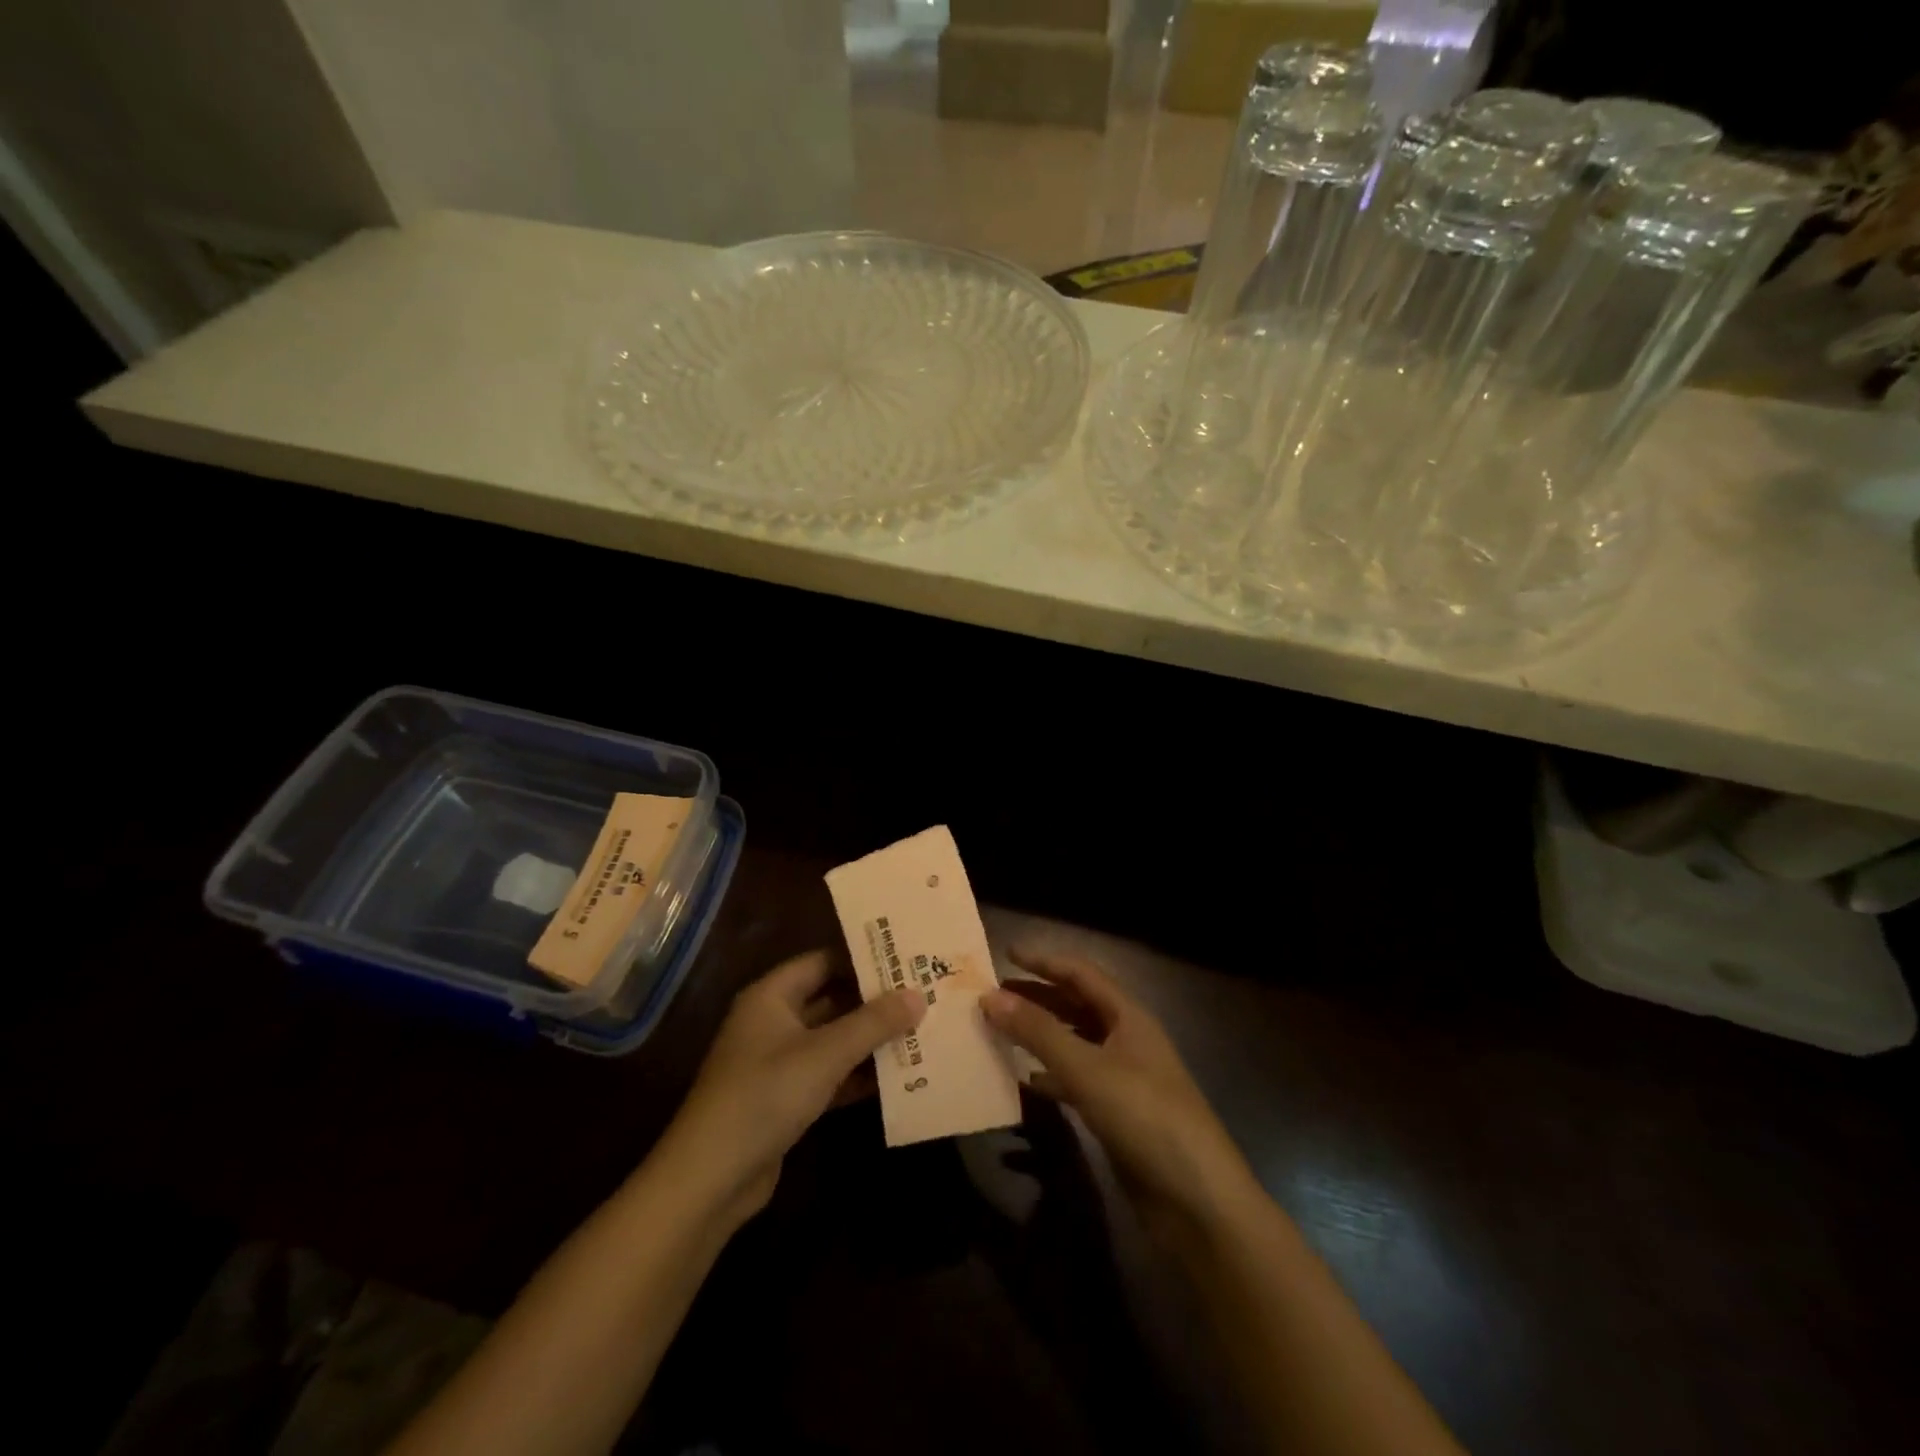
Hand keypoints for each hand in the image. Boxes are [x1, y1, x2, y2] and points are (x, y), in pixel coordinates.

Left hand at [656, 950, 924, 1223]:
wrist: (711, 1178)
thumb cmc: (765, 1095)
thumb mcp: (825, 1054)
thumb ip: (873, 1023)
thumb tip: (918, 995)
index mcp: (772, 996)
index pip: (824, 961)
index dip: (863, 958)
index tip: (906, 957)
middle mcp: (773, 1021)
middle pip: (831, 999)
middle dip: (874, 1001)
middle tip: (923, 993)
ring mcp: (778, 1062)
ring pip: (833, 1039)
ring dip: (870, 1039)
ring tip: (921, 1030)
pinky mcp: (786, 1099)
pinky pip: (829, 1074)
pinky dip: (858, 1075)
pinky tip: (898, 1076)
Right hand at [982, 949, 1254, 1229]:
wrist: (1198, 1202)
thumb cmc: (1145, 1117)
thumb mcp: (1087, 1069)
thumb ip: (1038, 1032)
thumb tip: (989, 996)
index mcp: (1129, 1017)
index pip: (1081, 974)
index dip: (1045, 961)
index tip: (1005, 954)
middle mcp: (1127, 1041)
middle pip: (1076, 1007)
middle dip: (1038, 997)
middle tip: (994, 996)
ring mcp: (1124, 1079)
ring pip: (1074, 1045)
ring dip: (1040, 1036)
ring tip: (1000, 1033)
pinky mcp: (1118, 1116)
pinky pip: (1077, 1083)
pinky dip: (1050, 1077)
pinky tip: (1025, 1083)